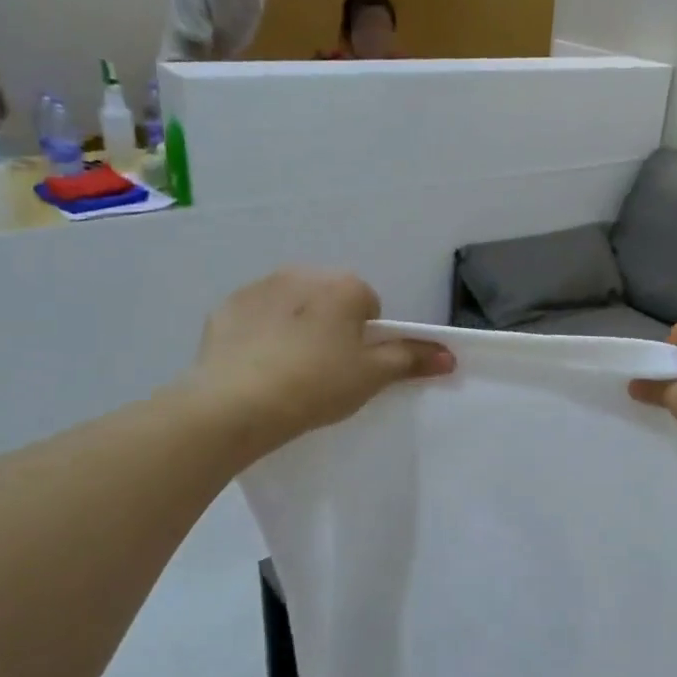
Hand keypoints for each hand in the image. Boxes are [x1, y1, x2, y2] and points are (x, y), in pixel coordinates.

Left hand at [185, 268, 453, 460]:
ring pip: (292, 305)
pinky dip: (260, 334)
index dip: (365, 339)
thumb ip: (411, 359)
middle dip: (331, 327)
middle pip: (330, 300)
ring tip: (287, 371)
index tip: (351, 368)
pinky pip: (255, 317)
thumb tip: (449, 355)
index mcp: (345, 286)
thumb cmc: (317, 385)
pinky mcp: (227, 306)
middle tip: (322, 371)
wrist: (236, 403)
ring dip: (296, 327)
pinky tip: (256, 366)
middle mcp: (304, 273)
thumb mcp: (372, 376)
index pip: (369, 306)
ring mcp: (261, 287)